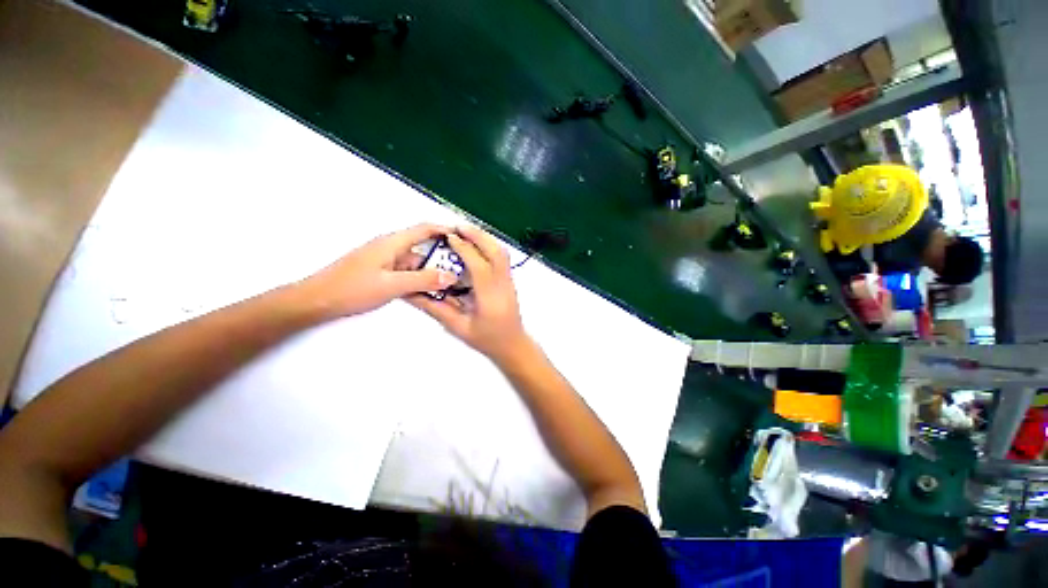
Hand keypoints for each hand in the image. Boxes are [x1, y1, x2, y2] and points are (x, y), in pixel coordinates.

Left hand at [299, 224, 457, 318]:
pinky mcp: (380, 271)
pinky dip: (417, 279)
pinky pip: (406, 272)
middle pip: (422, 248)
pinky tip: (426, 292)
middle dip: (442, 258)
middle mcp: (390, 248)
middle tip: (461, 270)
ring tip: (447, 286)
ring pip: (415, 262)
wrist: (316, 301)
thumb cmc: (351, 289)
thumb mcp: (392, 285)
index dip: (444, 229)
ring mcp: (384, 260)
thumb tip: (451, 276)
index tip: (463, 236)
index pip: (424, 229)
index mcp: (392, 243)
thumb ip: (423, 280)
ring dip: (430, 272)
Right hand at [409, 225, 529, 363]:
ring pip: (502, 253)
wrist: (513, 345)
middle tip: (458, 227)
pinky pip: (502, 258)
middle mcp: (503, 286)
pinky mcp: (510, 281)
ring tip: (466, 232)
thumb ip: (436, 308)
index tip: (449, 237)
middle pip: (496, 253)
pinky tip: (477, 246)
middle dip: (478, 236)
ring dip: (485, 239)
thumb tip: (413, 293)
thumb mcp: (458, 327)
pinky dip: (490, 246)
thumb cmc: (487, 340)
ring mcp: (510, 282)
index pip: (479, 266)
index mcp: (490, 298)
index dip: (464, 249)